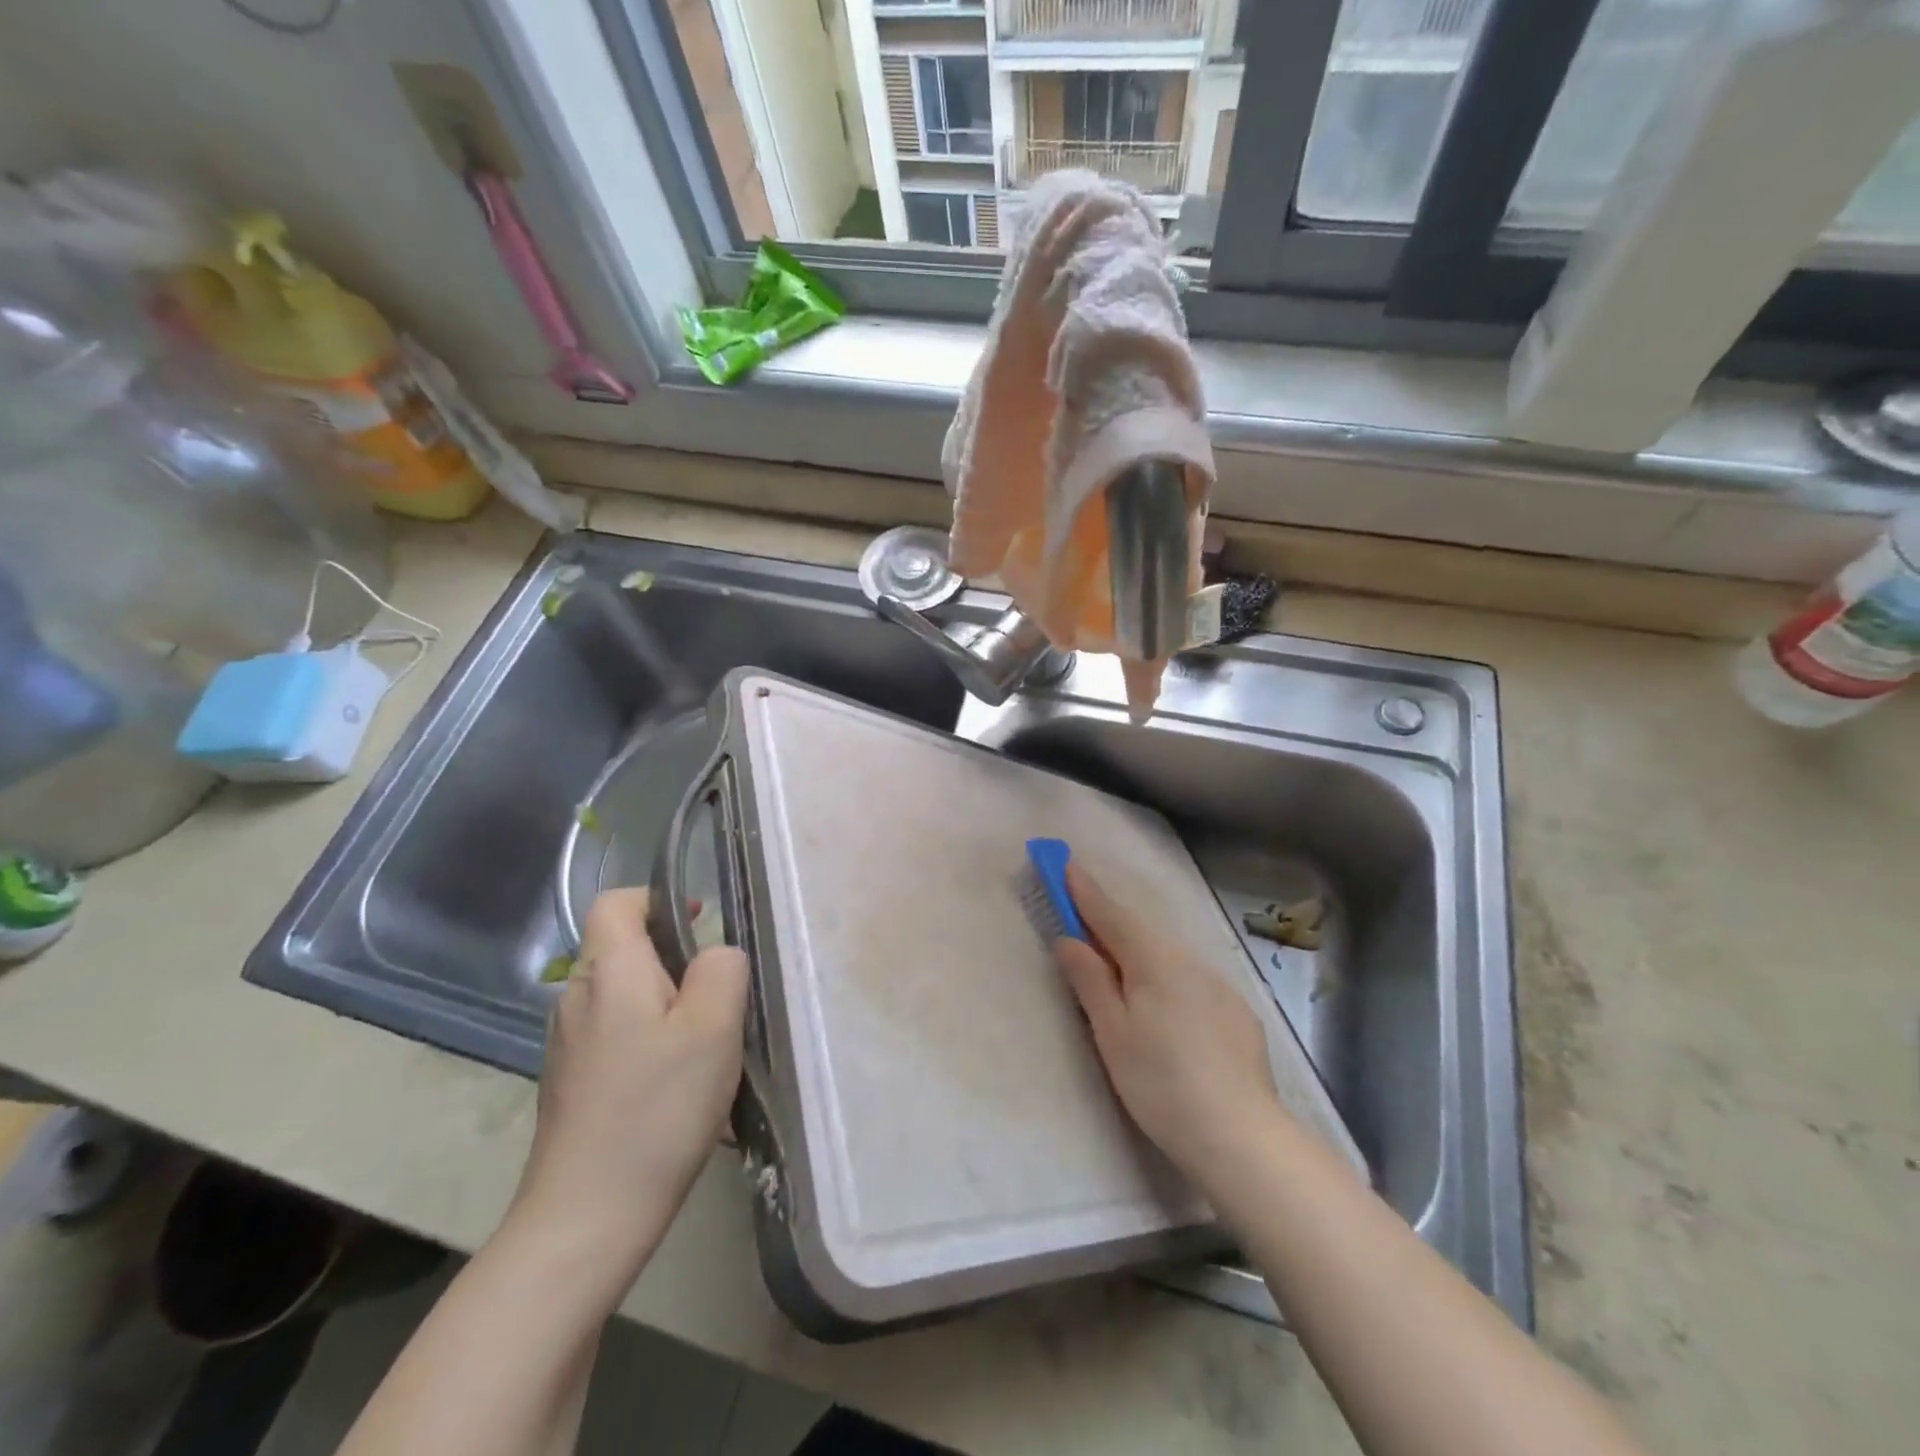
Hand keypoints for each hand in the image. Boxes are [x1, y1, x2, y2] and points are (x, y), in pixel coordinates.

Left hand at [508, 888, 748, 1296]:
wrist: (586, 1218)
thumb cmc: (657, 1109)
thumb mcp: (713, 1027)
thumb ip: (723, 969)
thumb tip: (715, 955)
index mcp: (607, 971)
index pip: (617, 902)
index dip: (659, 899)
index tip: (700, 926)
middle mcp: (576, 997)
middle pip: (622, 947)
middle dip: (673, 959)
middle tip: (716, 1000)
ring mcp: (566, 1043)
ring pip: (622, 993)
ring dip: (665, 1003)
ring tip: (703, 1046)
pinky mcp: (569, 1082)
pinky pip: (614, 1033)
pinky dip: (647, 1039)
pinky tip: (674, 1085)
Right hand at [1052, 862, 1283, 1188]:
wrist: (1242, 1136)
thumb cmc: (1161, 1082)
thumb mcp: (1112, 1032)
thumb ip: (1089, 980)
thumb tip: (1068, 939)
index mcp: (1154, 959)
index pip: (1110, 914)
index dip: (1084, 890)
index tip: (1065, 863)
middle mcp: (1189, 960)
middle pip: (1139, 932)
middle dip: (1109, 921)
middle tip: (1081, 919)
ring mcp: (1218, 985)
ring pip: (1167, 957)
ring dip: (1138, 953)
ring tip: (1119, 971)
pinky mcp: (1237, 1012)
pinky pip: (1190, 981)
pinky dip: (1167, 980)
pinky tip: (1165, 1010)